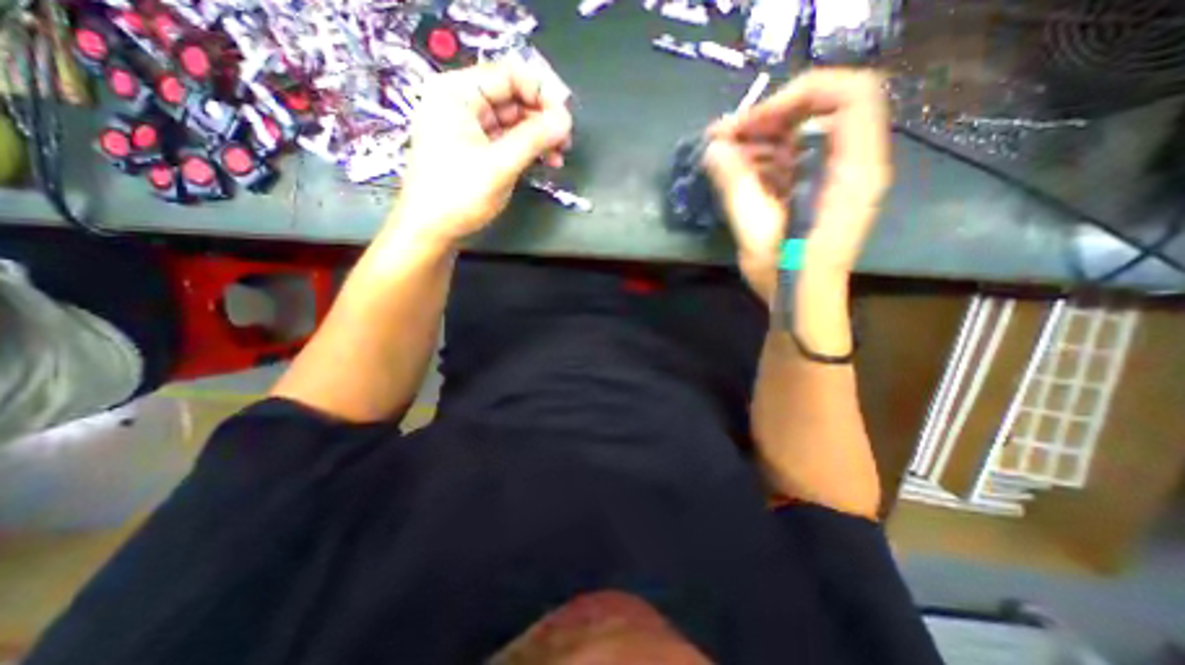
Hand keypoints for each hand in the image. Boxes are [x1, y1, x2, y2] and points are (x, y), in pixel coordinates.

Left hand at [390, 61, 573, 246]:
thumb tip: (566, 119)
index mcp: (457, 93)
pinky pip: (508, 140)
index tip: (565, 119)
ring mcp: (469, 128)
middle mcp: (462, 103)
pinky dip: (528, 149)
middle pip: (513, 97)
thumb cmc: (458, 195)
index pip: (509, 75)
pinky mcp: (477, 150)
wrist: (431, 231)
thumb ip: (534, 139)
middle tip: (566, 142)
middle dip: (542, 118)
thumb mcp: (499, 165)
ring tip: (559, 156)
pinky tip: (545, 162)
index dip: (541, 93)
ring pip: (514, 121)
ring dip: (539, 137)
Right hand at [700, 67, 889, 304]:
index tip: (752, 123)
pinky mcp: (816, 191)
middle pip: (817, 113)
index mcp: (852, 168)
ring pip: (800, 137)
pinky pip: (792, 161)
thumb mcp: (755, 228)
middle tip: (722, 137)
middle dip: (765, 120)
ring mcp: (833, 177)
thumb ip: (734, 183)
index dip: (797, 95)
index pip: (847, 93)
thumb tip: (712, 148)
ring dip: (758, 141)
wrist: (801, 303)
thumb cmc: (785, 271)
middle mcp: (851, 164)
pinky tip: (734, 171)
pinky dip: (762, 161)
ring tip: (719, 155)